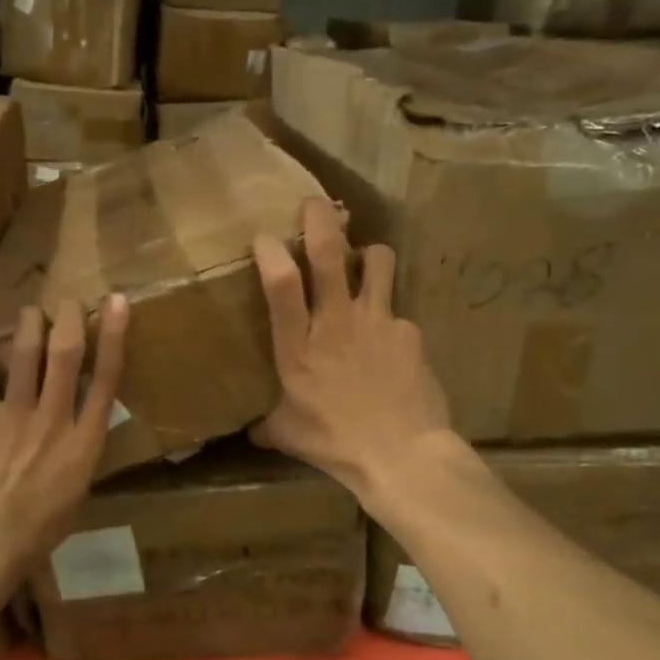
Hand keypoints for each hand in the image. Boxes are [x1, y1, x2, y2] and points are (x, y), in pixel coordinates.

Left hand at [0, 295, 129, 590]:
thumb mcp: (75, 493)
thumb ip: (79, 453)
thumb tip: (77, 429)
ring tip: (31, 308)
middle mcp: (54, 417)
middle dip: (69, 318)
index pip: (106, 378)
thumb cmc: (36, 531)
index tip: (118, 303)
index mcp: (84, 442)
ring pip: (24, 351)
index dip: (114, 335)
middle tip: (69, 301)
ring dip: (29, 322)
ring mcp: (14, 413)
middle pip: (65, 353)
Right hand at [252, 198, 455, 507]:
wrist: (402, 455)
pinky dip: (389, 317)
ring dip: (368, 253)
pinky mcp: (409, 331)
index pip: (280, 284)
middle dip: (319, 218)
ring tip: (364, 263)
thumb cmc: (335, 443)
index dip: (271, 252)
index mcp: (298, 346)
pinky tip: (389, 341)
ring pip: (377, 260)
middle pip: (328, 253)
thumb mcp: (288, 434)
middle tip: (313, 204)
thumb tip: (251, 431)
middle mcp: (335, 322)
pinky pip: (397, 310)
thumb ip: (268, 424)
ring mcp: (377, 321)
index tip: (263, 237)